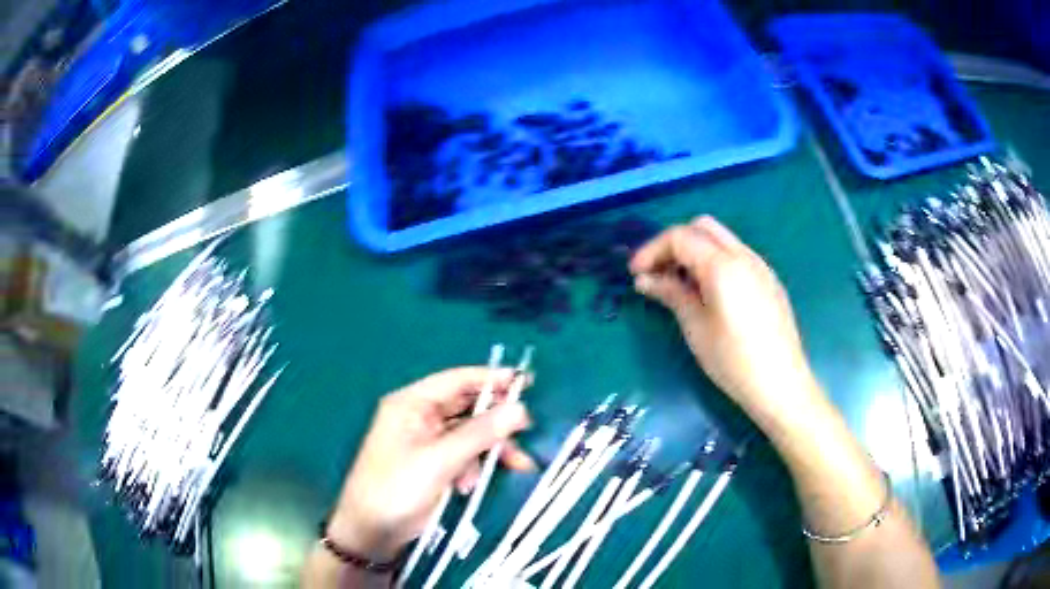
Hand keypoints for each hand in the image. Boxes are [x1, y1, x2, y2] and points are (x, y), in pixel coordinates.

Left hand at [325, 367, 534, 560]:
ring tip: (519, 465)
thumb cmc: (397, 487)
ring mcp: (427, 442)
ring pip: (470, 435)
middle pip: (467, 408)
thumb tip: (520, 409)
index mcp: (412, 404)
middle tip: (528, 428)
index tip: (527, 383)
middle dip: (497, 420)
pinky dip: (476, 466)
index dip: (491, 379)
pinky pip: (464, 456)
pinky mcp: (433, 465)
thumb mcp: (440, 459)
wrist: (372, 531)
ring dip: (491, 449)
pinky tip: (472, 485)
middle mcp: (420, 417)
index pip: (457, 380)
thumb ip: (480, 433)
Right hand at [629, 216, 819, 423]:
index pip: (680, 237)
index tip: (635, 274)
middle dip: (674, 243)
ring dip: (695, 250)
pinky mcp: (769, 280)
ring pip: (721, 239)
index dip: (652, 250)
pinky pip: (737, 255)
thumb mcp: (696, 328)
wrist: (781, 385)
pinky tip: (709, 292)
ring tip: (679, 284)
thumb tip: (645, 279)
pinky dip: (715, 260)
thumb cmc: (734, 361)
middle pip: (702, 227)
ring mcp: (760, 266)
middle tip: (657, 273)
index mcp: (723, 265)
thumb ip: (671, 294)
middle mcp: (744, 256)